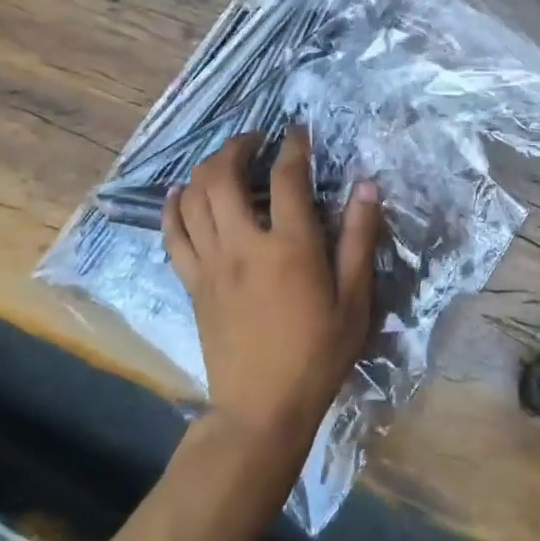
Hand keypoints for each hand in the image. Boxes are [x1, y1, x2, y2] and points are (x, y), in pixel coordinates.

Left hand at [164, 128, 381, 446]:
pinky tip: (180, 192)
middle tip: (256, 139)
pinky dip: (174, 206)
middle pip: (223, 176)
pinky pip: (173, 234)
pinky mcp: (192, 283)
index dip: (294, 146)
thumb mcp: (356, 299)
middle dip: (238, 146)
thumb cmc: (318, 354)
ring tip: (225, 160)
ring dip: (206, 168)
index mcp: (290, 247)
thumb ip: (360, 238)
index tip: (299, 131)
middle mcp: (244, 245)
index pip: (287, 177)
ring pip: (194, 198)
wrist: (262, 409)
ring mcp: (211, 264)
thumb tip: (366, 186)